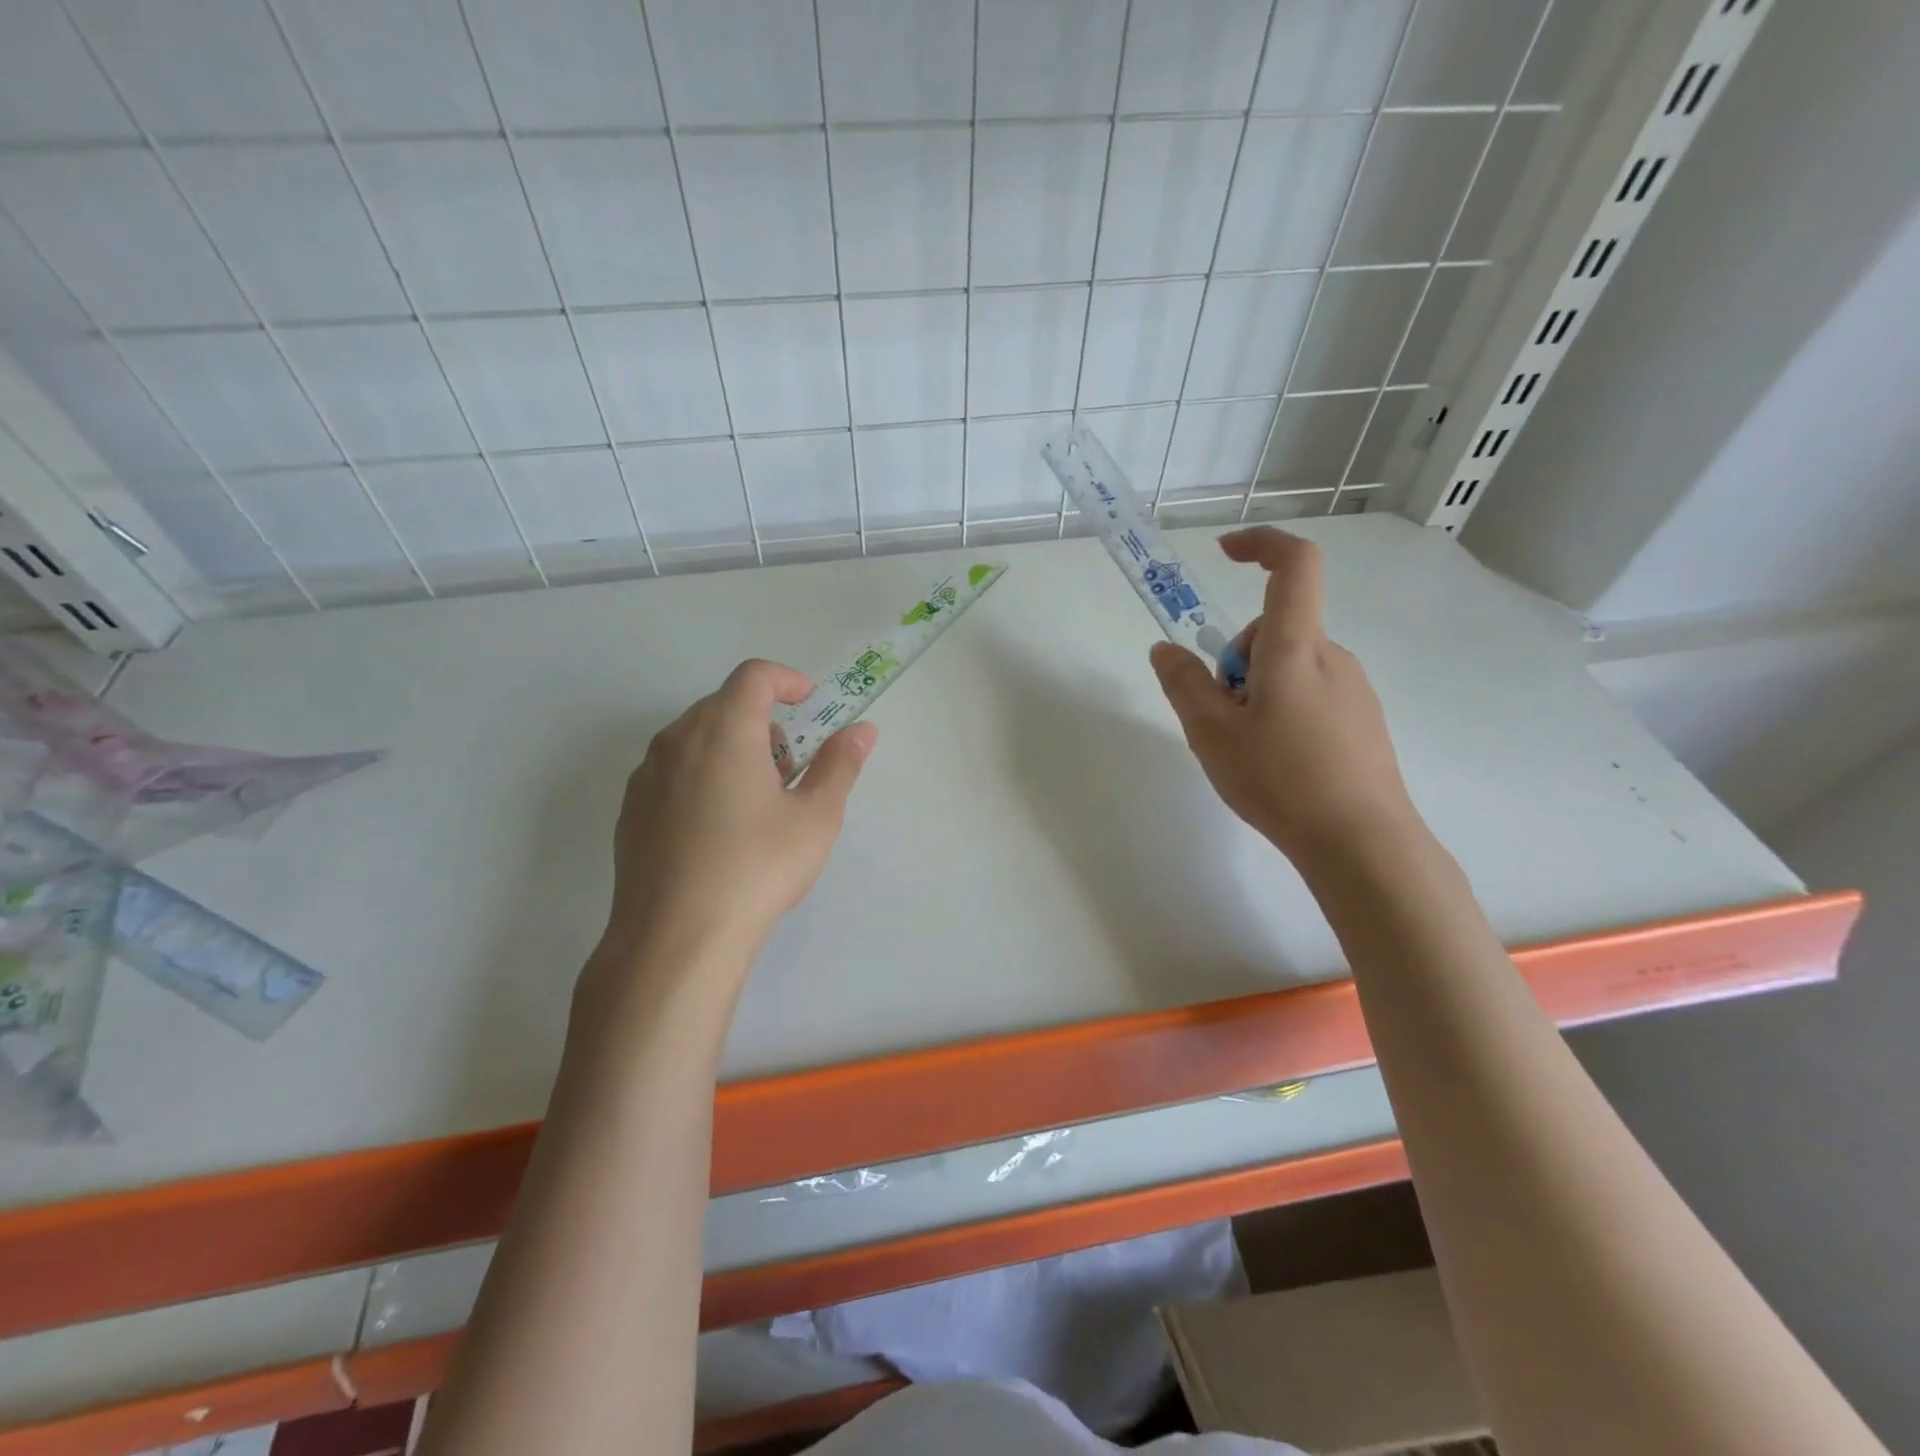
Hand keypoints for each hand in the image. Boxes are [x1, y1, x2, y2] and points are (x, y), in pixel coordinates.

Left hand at [597, 658, 875, 976]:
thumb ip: (840, 764)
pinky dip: (701, 777)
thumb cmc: (757, 868)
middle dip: (763, 722)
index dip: (787, 680)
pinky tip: (717, 830)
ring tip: (756, 802)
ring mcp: (645, 775)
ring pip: (694, 739)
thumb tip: (862, 731)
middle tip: (790, 768)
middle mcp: (676, 740)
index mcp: (723, 729)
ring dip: (731, 749)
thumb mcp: (816, 817)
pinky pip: (672, 772)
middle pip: (723, 705)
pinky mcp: (629, 810)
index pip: (754, 675)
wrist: (676, 938)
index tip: (809, 705)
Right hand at [1151, 529, 1414, 863]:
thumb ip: (1184, 684)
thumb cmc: (1281, 779)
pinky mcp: (1362, 719)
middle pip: (1274, 628)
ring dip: (1257, 689)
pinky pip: (1311, 693)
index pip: (1294, 565)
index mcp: (1294, 647)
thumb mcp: (1211, 733)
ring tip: (1247, 749)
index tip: (1225, 554)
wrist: (1362, 842)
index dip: (1261, 544)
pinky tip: (1279, 762)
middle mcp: (1331, 656)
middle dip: (1236, 659)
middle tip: (1220, 716)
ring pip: (1289, 665)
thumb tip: (1165, 649)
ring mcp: (1353, 688)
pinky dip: (1283, 709)